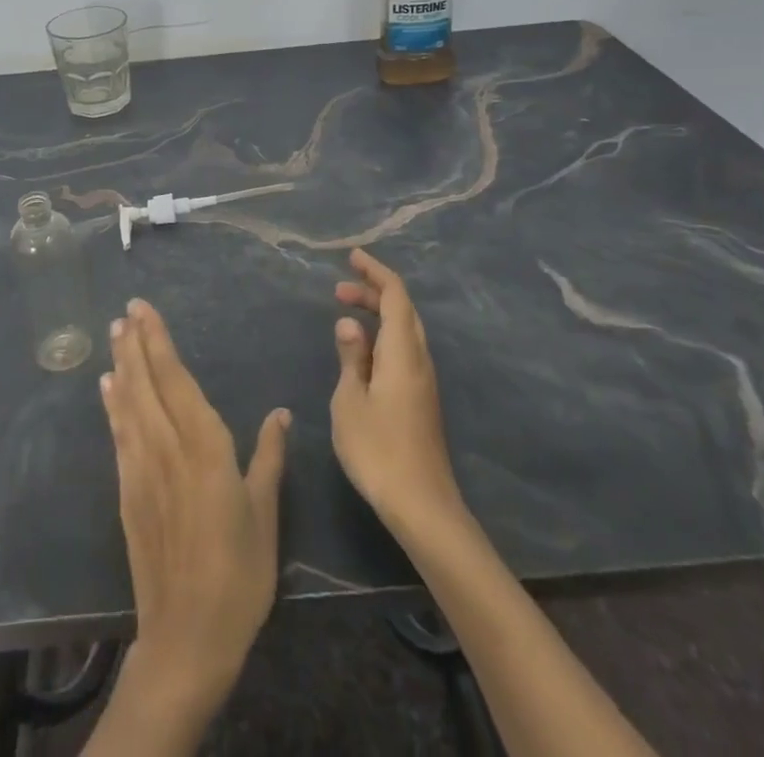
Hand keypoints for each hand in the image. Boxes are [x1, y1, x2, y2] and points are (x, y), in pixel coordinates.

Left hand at [100, 299, 289, 712]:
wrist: (187, 638)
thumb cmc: (239, 575)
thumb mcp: (265, 515)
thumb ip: (268, 459)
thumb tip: (280, 414)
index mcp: (206, 448)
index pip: (176, 380)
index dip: (159, 342)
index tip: (144, 310)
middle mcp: (168, 449)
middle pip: (146, 384)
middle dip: (135, 343)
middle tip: (125, 310)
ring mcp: (142, 470)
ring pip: (128, 404)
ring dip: (121, 365)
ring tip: (114, 334)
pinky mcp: (127, 492)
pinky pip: (119, 435)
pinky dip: (112, 405)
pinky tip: (109, 387)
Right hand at [331, 249, 465, 538]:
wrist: (422, 506)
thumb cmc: (378, 450)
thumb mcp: (350, 401)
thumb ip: (351, 357)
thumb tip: (350, 323)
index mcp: (403, 352)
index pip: (395, 295)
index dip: (376, 271)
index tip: (353, 256)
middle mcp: (419, 359)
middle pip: (403, 310)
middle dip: (374, 291)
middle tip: (339, 289)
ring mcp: (424, 381)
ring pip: (405, 330)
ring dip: (379, 314)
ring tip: (346, 315)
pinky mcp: (422, 399)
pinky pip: (404, 350)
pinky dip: (383, 336)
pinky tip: (363, 352)